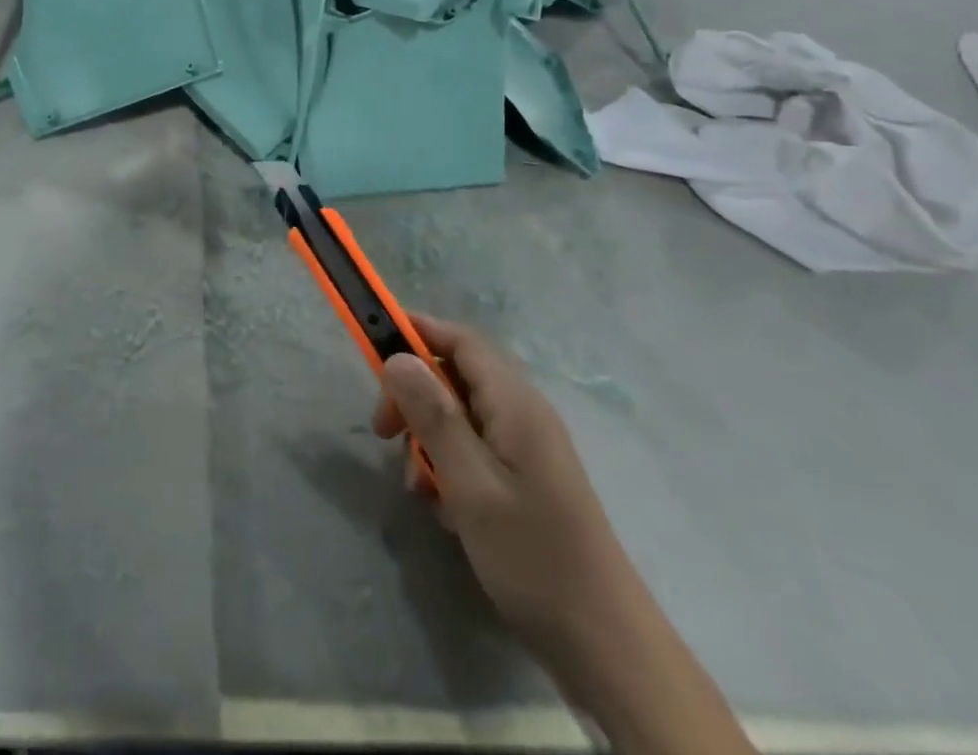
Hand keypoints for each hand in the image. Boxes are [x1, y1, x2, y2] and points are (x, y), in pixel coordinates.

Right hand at [372, 314, 629, 652]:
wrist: (605, 646)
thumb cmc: (531, 555)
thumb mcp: (470, 482)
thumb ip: (433, 415)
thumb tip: (397, 357)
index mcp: (515, 403)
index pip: (461, 339)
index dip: (417, 331)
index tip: (372, 346)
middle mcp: (524, 413)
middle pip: (456, 375)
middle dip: (414, 395)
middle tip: (383, 431)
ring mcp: (528, 447)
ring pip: (462, 416)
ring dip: (429, 438)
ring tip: (417, 484)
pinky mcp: (528, 479)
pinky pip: (476, 449)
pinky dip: (450, 465)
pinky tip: (444, 507)